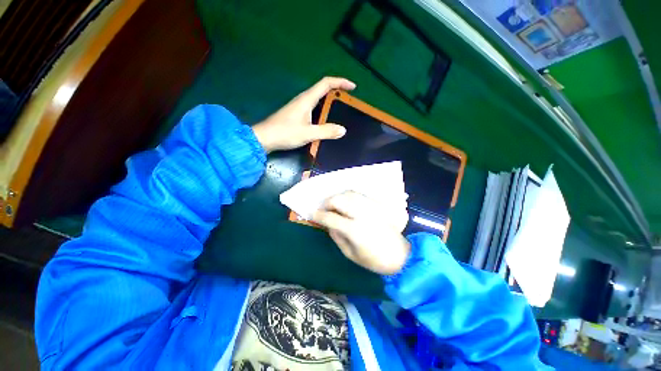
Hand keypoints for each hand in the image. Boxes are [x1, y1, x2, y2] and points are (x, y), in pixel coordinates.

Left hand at [252, 77, 355, 152]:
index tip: (353, 87)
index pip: (326, 83)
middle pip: (323, 89)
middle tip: (349, 101)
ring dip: (330, 101)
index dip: (341, 82)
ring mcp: (299, 106)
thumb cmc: (285, 133)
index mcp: (307, 99)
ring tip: (341, 110)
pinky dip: (323, 109)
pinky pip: (314, 107)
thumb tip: (342, 130)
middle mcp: (303, 99)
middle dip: (338, 91)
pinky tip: (326, 120)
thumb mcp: (308, 133)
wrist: (265, 138)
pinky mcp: (297, 114)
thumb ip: (326, 131)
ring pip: (318, 99)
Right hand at [312, 191, 410, 274]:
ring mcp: (370, 207)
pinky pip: (359, 194)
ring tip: (332, 204)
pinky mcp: (377, 204)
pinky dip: (348, 195)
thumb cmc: (374, 260)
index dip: (319, 215)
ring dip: (336, 196)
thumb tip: (327, 223)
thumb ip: (336, 236)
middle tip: (322, 209)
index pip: (331, 218)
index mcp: (354, 230)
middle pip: (339, 200)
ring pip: (348, 193)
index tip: (312, 214)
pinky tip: (345, 201)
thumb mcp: (350, 254)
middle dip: (327, 202)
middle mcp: (362, 214)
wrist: (400, 256)